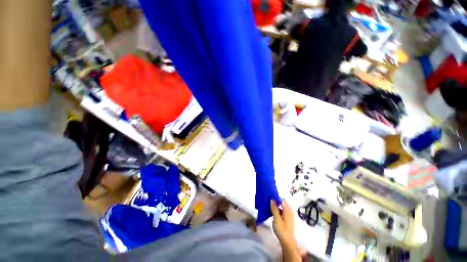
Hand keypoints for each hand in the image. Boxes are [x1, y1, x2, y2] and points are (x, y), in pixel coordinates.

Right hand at [271, 199, 300, 260]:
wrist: (287, 242)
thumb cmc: (282, 230)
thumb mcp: (277, 218)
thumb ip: (274, 208)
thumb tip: (271, 199)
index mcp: (288, 210)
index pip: (282, 200)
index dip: (276, 198)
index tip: (269, 198)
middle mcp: (289, 211)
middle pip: (281, 203)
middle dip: (275, 202)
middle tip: (267, 202)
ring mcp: (288, 216)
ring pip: (281, 208)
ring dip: (275, 207)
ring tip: (268, 207)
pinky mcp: (287, 220)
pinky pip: (281, 212)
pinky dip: (277, 211)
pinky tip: (271, 213)